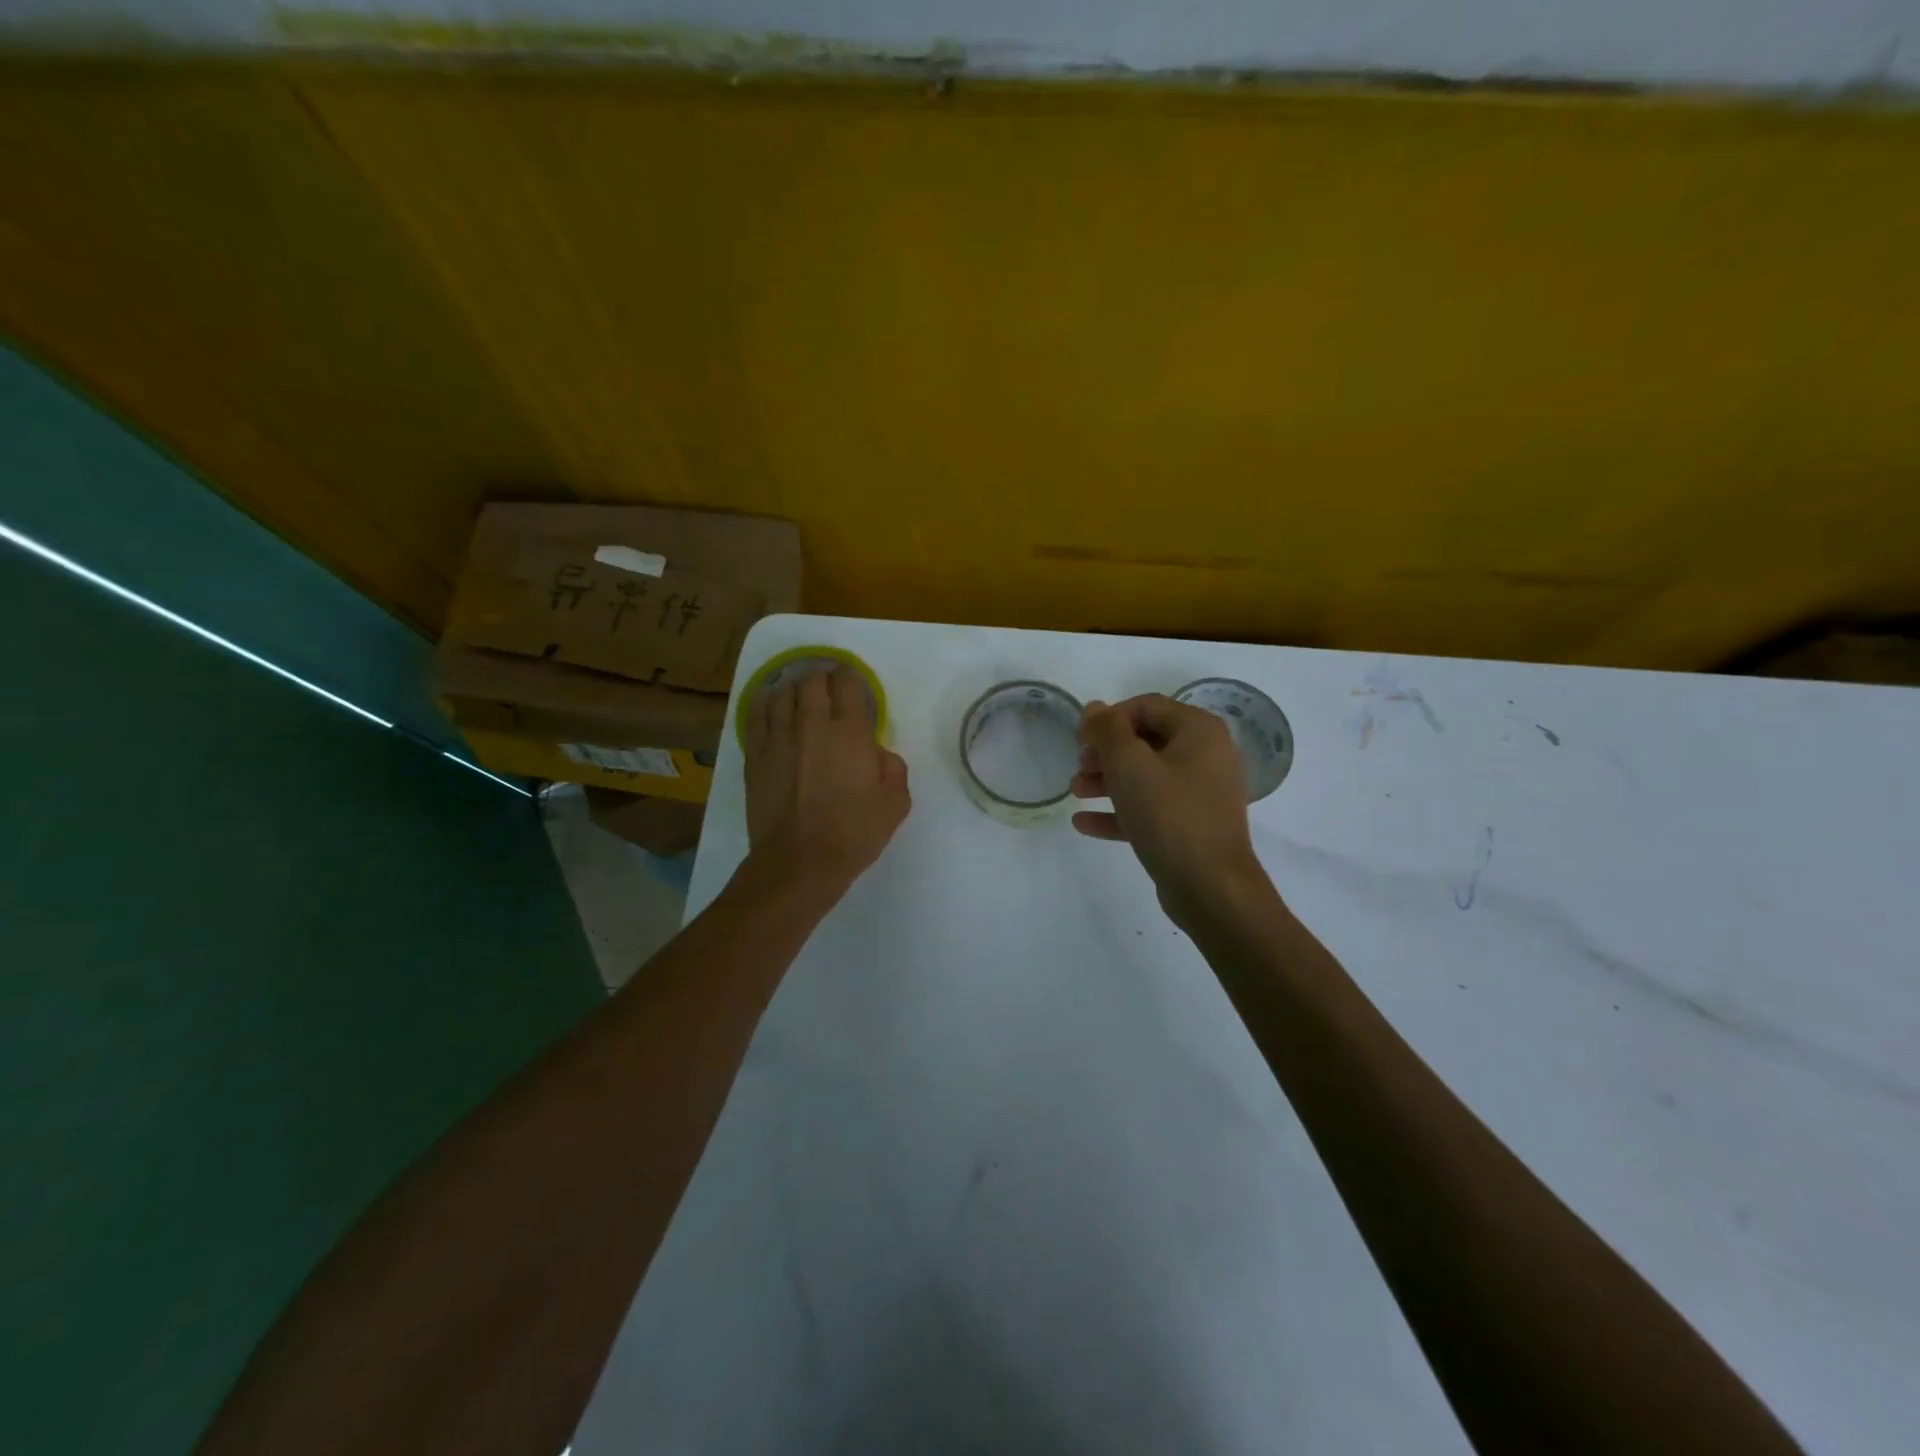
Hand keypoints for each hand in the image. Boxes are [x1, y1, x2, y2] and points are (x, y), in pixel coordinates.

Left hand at [744, 665, 910, 899]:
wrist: (799, 861)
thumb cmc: (853, 833)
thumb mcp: (895, 804)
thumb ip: (893, 768)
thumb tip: (877, 752)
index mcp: (850, 732)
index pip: (848, 682)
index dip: (852, 680)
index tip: (854, 690)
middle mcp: (812, 724)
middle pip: (812, 680)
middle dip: (823, 681)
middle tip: (830, 694)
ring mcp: (778, 736)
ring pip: (782, 692)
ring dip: (795, 691)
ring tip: (801, 701)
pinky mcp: (755, 753)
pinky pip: (757, 713)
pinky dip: (766, 704)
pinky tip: (772, 709)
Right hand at [1072, 694, 1269, 925]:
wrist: (1211, 887)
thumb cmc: (1170, 814)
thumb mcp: (1129, 764)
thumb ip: (1107, 730)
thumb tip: (1094, 708)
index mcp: (1199, 731)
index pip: (1148, 706)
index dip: (1110, 718)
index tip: (1080, 738)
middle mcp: (1207, 756)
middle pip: (1146, 741)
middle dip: (1106, 753)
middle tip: (1079, 767)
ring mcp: (1201, 794)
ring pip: (1146, 776)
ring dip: (1107, 781)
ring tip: (1075, 793)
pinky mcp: (1191, 827)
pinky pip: (1151, 809)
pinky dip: (1120, 811)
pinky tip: (1084, 823)